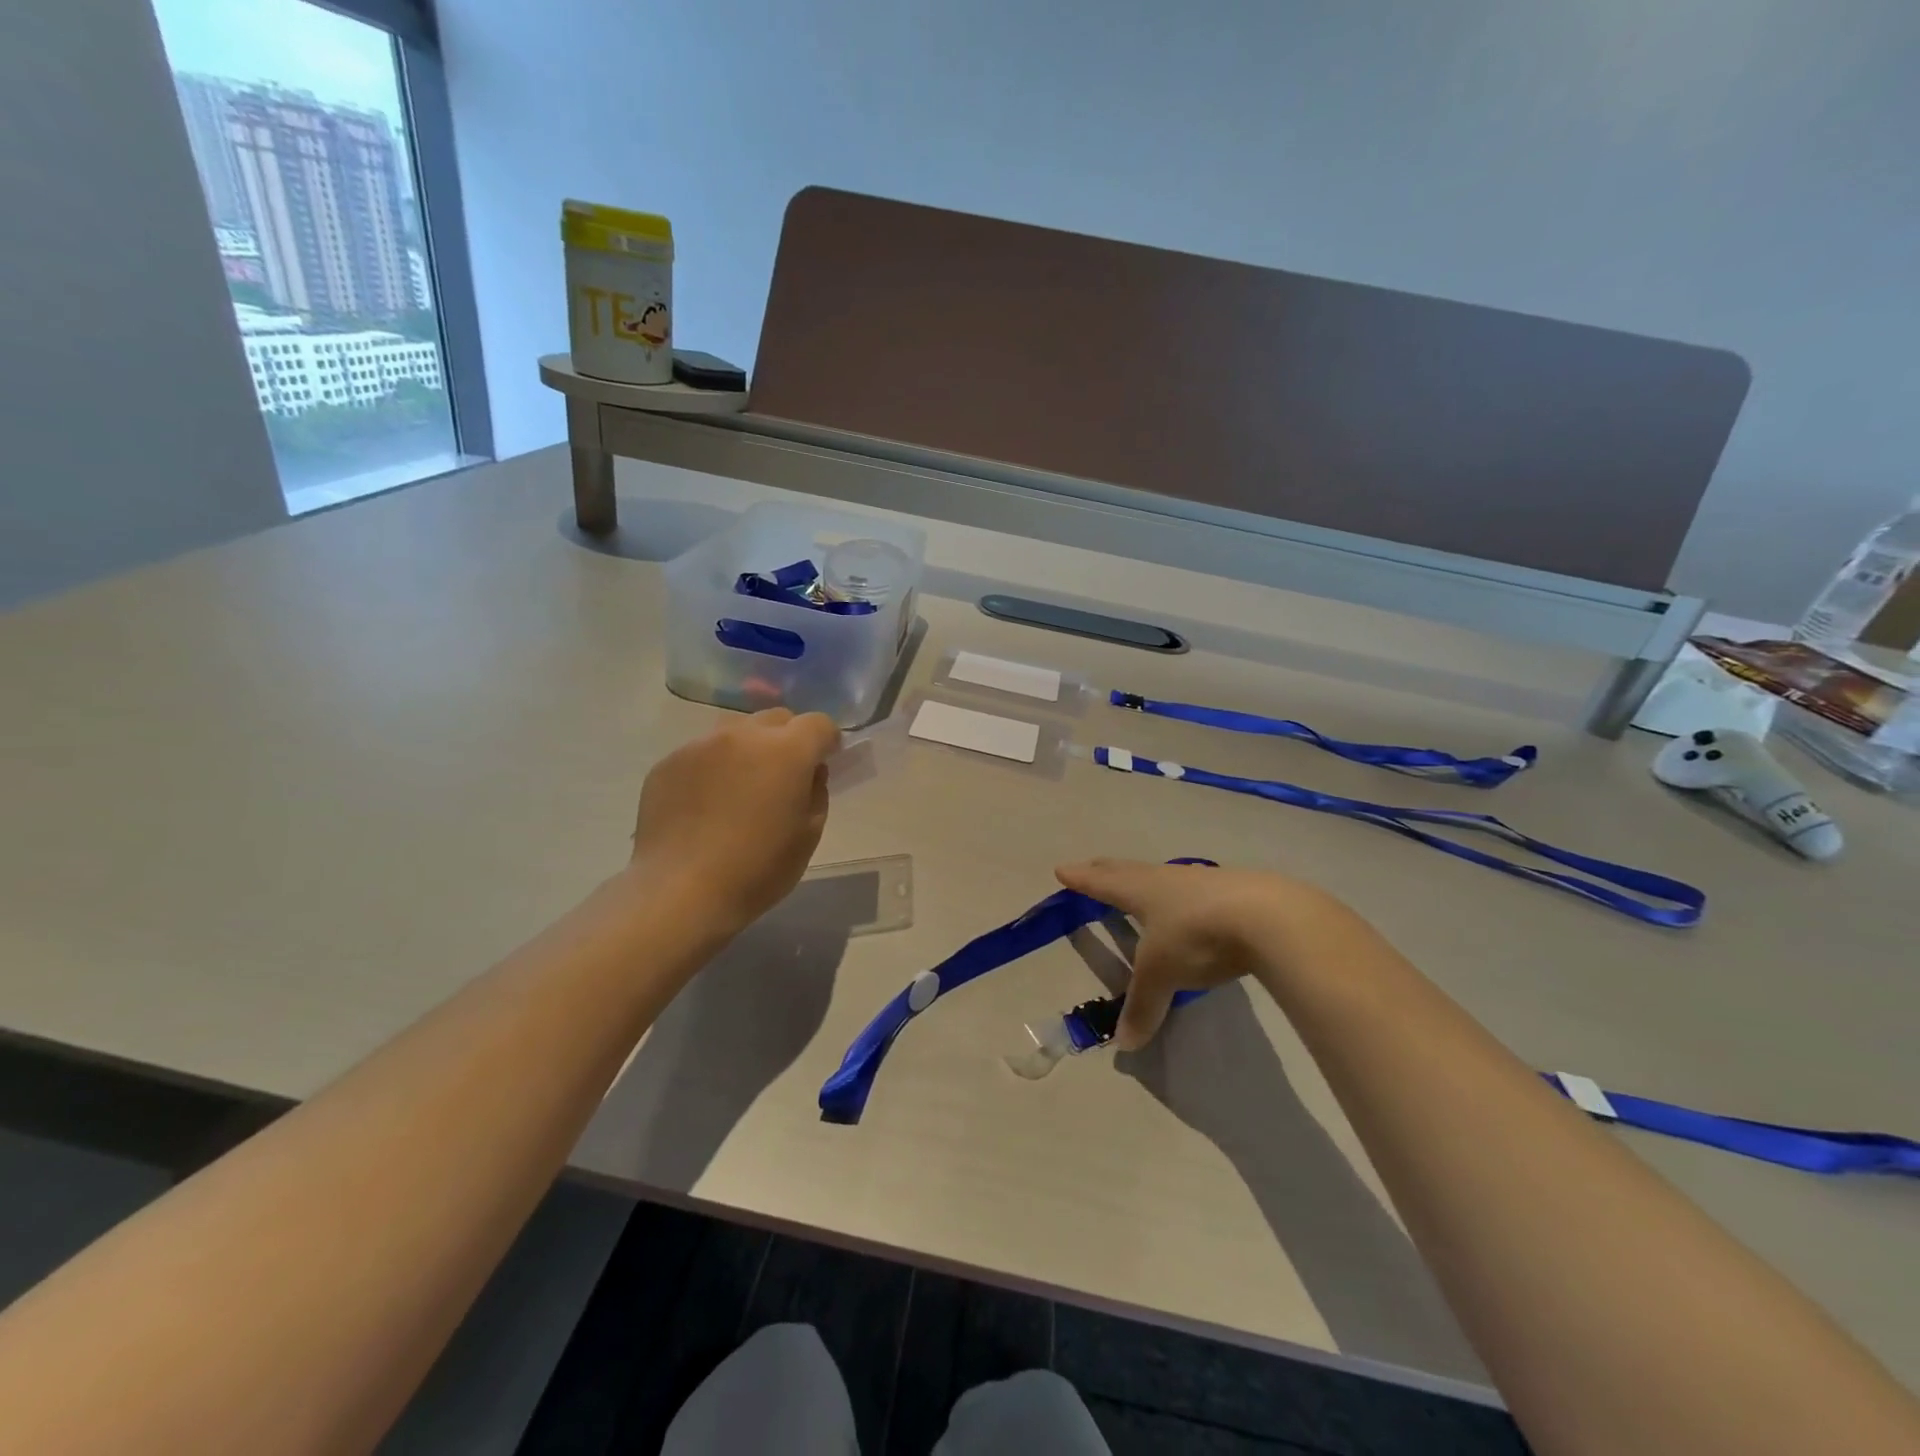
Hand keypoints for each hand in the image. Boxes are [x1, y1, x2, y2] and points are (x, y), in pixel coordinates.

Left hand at [632, 708, 840, 932]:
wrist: (680, 891)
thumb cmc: (757, 869)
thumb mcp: (808, 835)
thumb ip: (816, 792)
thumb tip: (809, 773)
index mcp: (786, 751)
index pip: (819, 723)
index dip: (827, 742)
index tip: (824, 763)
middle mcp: (743, 735)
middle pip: (776, 719)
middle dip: (788, 739)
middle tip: (783, 776)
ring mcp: (700, 745)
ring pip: (736, 731)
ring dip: (749, 749)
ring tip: (741, 787)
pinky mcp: (668, 762)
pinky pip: (702, 753)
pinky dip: (713, 767)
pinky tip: (706, 804)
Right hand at [1053, 859, 1347, 1049]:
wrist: (1269, 917)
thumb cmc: (1197, 937)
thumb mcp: (1163, 975)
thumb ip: (1143, 1006)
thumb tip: (1125, 1044)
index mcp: (1141, 891)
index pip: (1102, 883)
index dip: (1081, 880)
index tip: (1062, 870)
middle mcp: (1166, 879)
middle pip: (1129, 870)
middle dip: (1107, 870)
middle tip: (1092, 865)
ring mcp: (1202, 880)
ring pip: (1163, 876)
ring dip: (1146, 879)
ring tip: (1140, 883)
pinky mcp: (1234, 889)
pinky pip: (1196, 888)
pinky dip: (1183, 894)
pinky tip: (1193, 901)